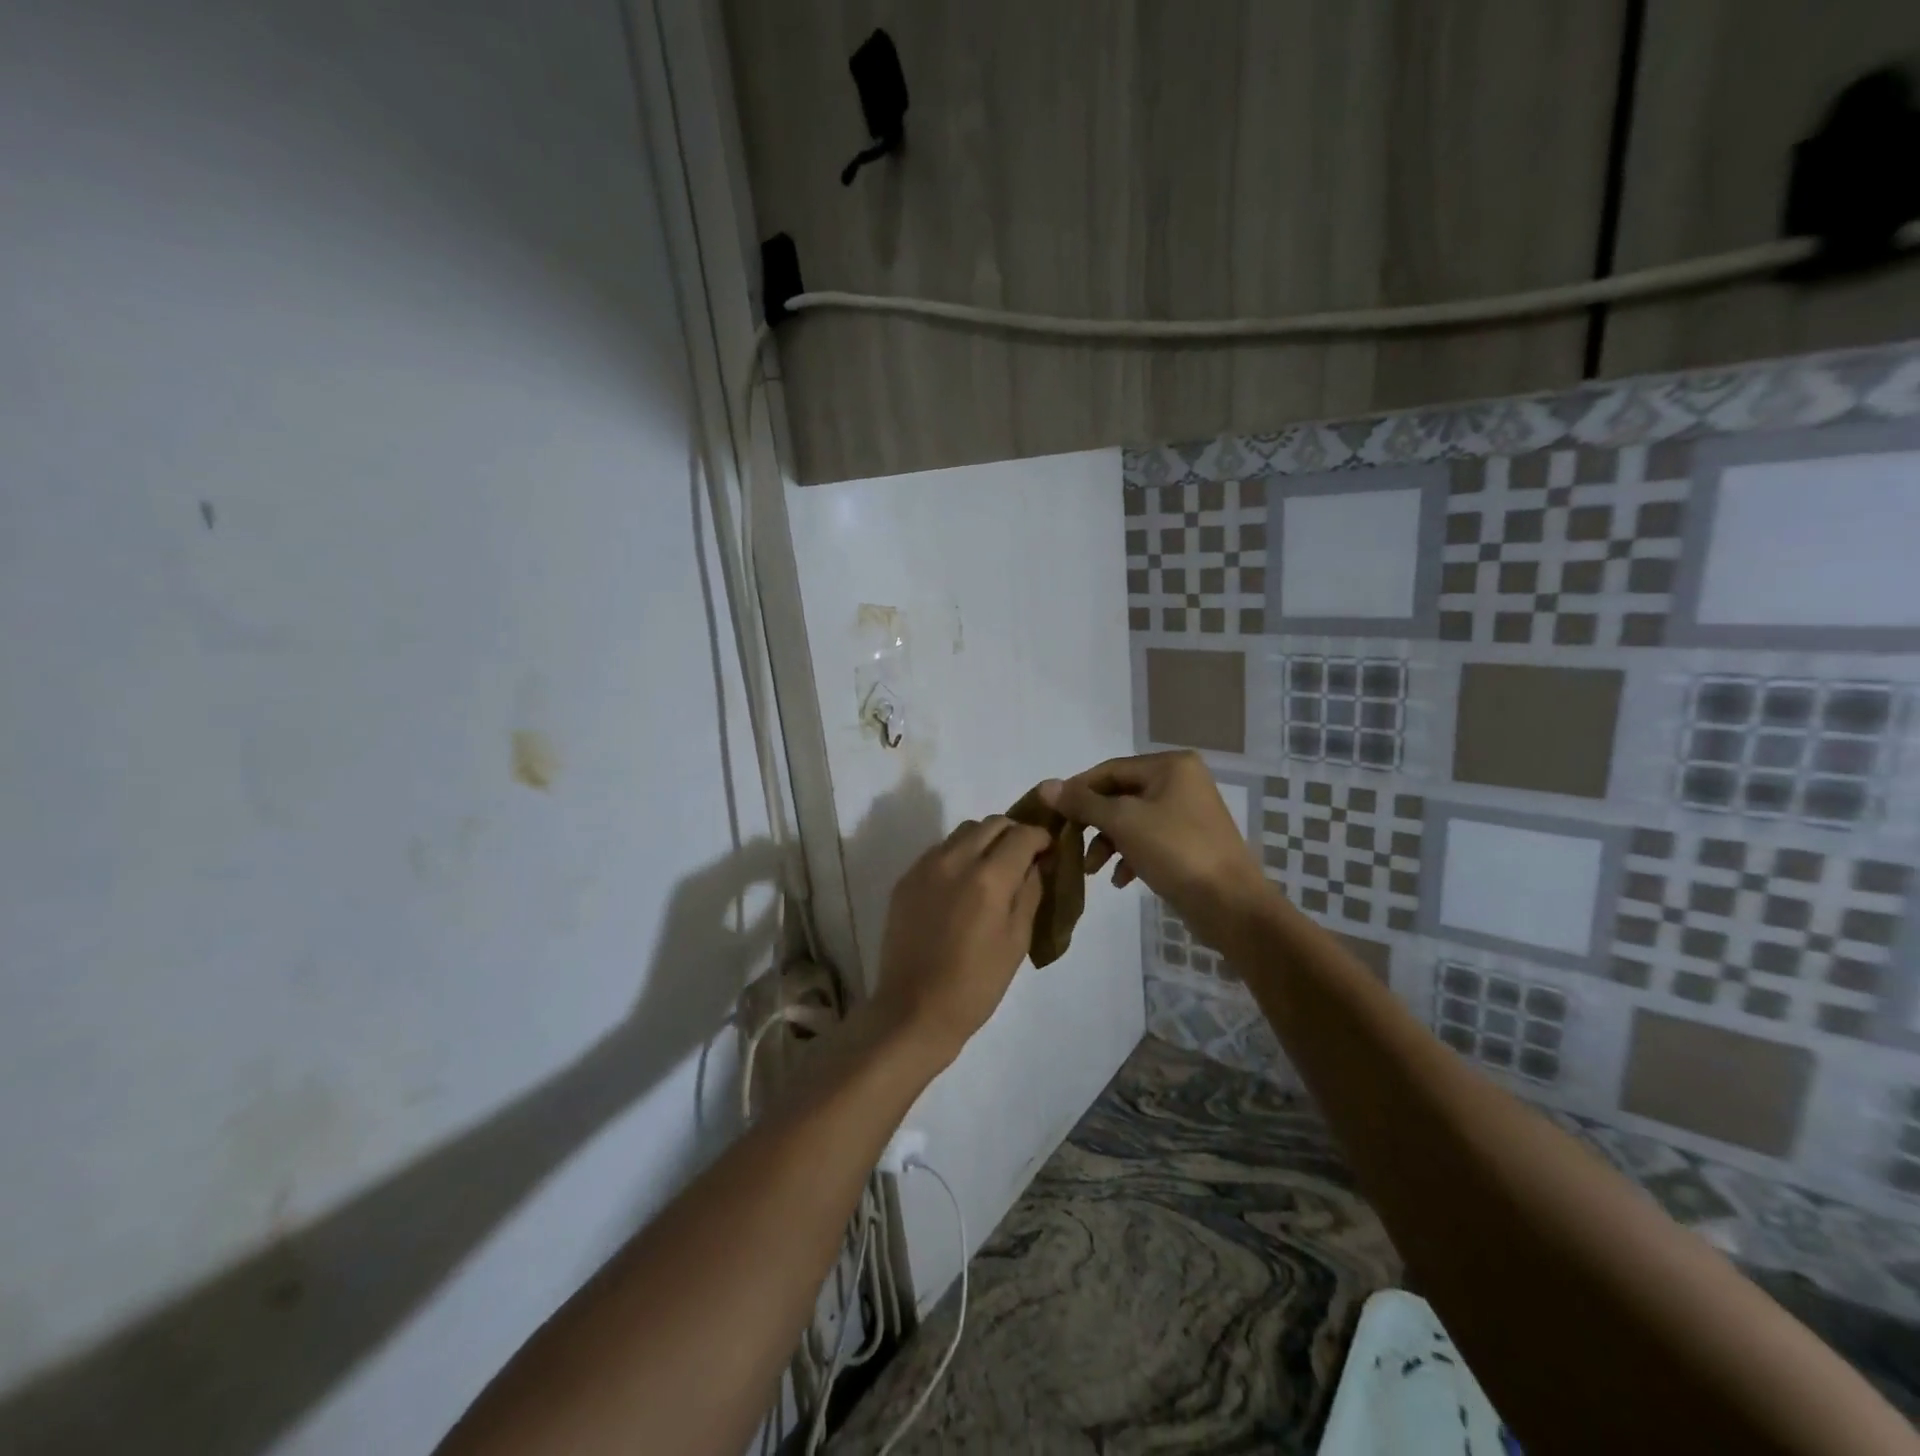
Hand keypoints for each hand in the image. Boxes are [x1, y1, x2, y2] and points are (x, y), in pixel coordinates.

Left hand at [871, 816, 1051, 1062]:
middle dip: (1013, 833)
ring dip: (984, 840)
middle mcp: (955, 860)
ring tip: (992, 869)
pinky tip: (962, 884)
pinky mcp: (906, 878)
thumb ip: (1030, 892)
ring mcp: (925, 866)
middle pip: (991, 823)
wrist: (914, 1009)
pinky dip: (958, 854)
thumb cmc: (976, 983)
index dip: (1041, 838)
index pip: (1022, 834)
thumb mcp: (1017, 940)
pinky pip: (939, 850)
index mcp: (989, 878)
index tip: (1048, 851)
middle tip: (1023, 858)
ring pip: (963, 832)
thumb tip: (1037, 862)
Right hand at [1038, 751, 1274, 948]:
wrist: (1231, 904)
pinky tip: (1120, 880)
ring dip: (1107, 843)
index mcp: (1170, 766)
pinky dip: (1129, 856)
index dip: (1078, 791)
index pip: (1110, 770)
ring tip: (1092, 870)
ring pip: (1131, 820)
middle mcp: (1181, 781)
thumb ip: (1083, 803)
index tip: (1052, 815)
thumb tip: (1047, 786)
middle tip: (1070, 844)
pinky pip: (1148, 840)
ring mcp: (1187, 813)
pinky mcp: (1188, 842)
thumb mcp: (1123, 822)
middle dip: (1093, 823)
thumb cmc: (1175, 851)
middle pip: (1120, 795)